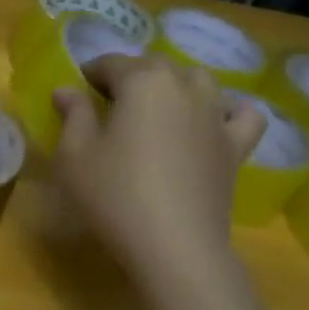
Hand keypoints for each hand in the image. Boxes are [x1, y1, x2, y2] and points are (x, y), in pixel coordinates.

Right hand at [51, 55, 266, 281]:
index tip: (77, 91)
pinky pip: (243, 114)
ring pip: (198, 80)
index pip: (112, 63)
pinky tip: (213, 122)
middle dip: (130, 76)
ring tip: (155, 109)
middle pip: (155, 66)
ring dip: (174, 85)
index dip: (91, 73)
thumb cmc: (115, 195)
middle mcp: (184, 87)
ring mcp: (216, 115)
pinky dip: (229, 110)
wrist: (174, 246)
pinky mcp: (236, 146)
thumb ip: (73, 115)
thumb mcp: (75, 155)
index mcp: (143, 82)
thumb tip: (66, 89)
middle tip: (108, 103)